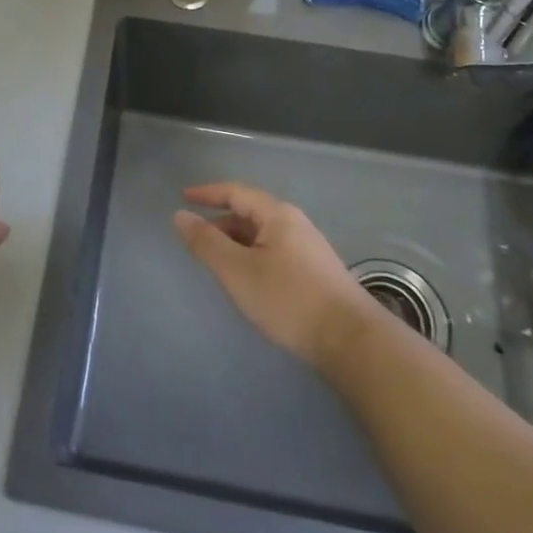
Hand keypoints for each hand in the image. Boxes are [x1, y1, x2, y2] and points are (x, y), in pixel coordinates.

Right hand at [174, 182, 382, 370]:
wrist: (351, 341)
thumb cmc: (288, 299)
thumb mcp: (238, 270)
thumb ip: (206, 242)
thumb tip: (180, 216)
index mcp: (277, 215)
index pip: (236, 192)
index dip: (207, 193)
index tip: (183, 197)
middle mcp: (295, 223)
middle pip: (250, 212)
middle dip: (221, 222)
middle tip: (196, 239)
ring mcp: (309, 248)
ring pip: (263, 235)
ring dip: (236, 242)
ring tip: (217, 262)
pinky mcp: (316, 273)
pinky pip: (274, 252)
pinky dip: (252, 256)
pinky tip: (248, 279)